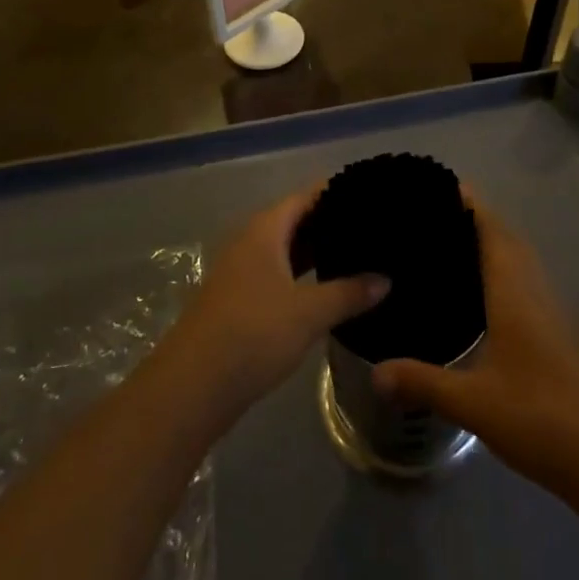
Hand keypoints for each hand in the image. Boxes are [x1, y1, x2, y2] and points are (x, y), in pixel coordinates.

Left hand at [160, 188, 387, 423]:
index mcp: (265, 230)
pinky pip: (280, 274)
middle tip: (374, 228)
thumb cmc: (253, 334)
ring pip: (288, 250)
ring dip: (318, 253)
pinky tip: (329, 290)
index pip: (307, 196)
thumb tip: (386, 279)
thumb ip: (350, 292)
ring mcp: (242, 272)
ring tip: (360, 255)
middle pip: (296, 220)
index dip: (337, 192)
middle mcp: (251, 242)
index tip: (372, 194)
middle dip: (332, 223)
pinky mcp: (240, 301)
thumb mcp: (309, 313)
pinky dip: (304, 276)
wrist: (192, 387)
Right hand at [373, 193, 578, 496]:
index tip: (438, 185)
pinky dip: (502, 270)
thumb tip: (374, 372)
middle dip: (475, 218)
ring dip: (491, 242)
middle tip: (433, 214)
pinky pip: (524, 282)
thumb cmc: (539, 416)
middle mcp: (533, 291)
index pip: (491, 229)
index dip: (469, 203)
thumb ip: (423, 382)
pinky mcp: (556, 334)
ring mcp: (549, 313)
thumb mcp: (473, 402)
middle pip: (506, 238)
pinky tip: (481, 295)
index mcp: (513, 291)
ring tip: (450, 245)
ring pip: (519, 260)